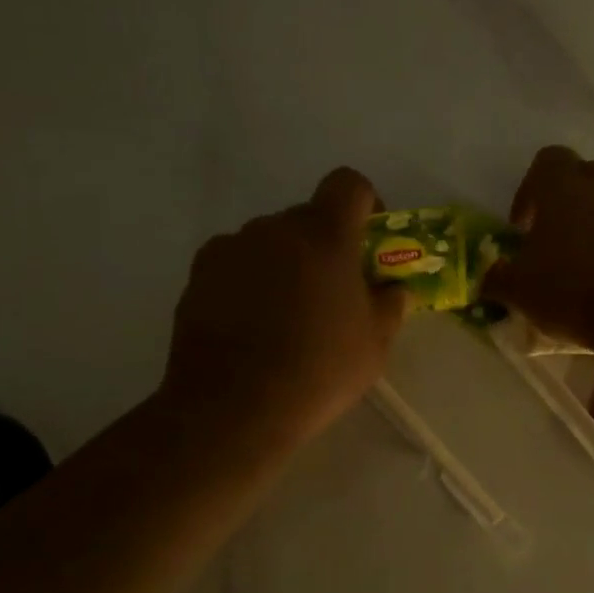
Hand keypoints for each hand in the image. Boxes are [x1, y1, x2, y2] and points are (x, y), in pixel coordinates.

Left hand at [161, 168, 406, 452]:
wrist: (233, 408)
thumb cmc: (318, 370)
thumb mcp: (376, 343)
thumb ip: (391, 303)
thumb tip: (394, 288)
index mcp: (324, 235)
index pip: (348, 184)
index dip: (365, 202)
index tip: (367, 240)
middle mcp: (274, 228)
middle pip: (307, 217)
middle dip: (323, 245)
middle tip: (330, 292)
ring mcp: (231, 248)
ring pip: (269, 241)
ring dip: (284, 263)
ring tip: (284, 314)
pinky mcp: (198, 274)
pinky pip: (235, 263)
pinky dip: (248, 280)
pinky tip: (249, 324)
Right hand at [483, 146, 593, 354]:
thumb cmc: (575, 291)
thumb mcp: (521, 291)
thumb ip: (498, 278)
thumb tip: (487, 277)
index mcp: (564, 185)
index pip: (546, 161)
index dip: (531, 191)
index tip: (525, 227)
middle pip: (585, 175)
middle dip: (570, 202)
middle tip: (559, 241)